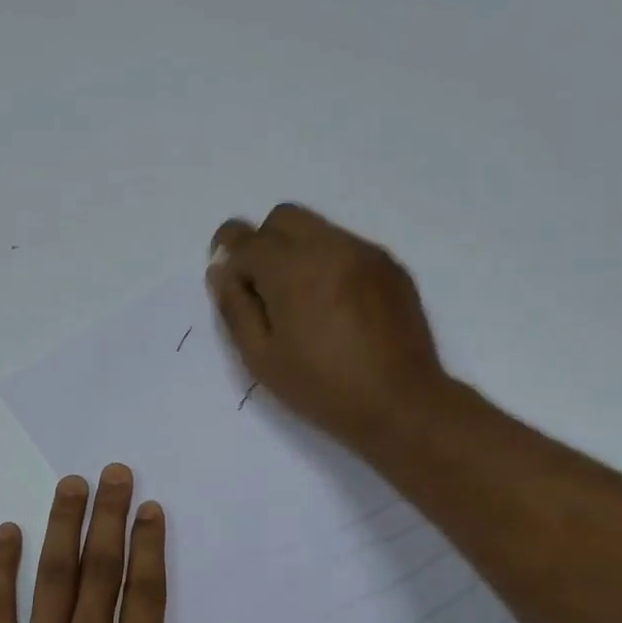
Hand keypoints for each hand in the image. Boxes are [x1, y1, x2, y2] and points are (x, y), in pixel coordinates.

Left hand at [0, 466, 287, 622]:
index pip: (145, 592)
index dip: (150, 545)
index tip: (150, 506)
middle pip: (102, 567)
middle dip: (109, 516)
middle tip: (114, 471)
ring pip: (54, 575)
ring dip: (63, 525)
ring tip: (71, 484)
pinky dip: (2, 567)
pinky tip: (7, 532)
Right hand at [207, 204, 450, 452]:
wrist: (400, 403)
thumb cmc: (321, 388)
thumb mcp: (261, 358)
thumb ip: (236, 308)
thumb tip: (221, 272)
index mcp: (293, 269)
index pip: (247, 238)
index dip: (228, 252)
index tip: (225, 275)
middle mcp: (330, 246)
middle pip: (283, 218)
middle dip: (263, 244)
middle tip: (261, 289)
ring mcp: (366, 253)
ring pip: (317, 230)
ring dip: (296, 253)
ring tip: (300, 304)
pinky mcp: (390, 267)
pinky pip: (347, 248)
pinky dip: (328, 264)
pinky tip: (333, 308)